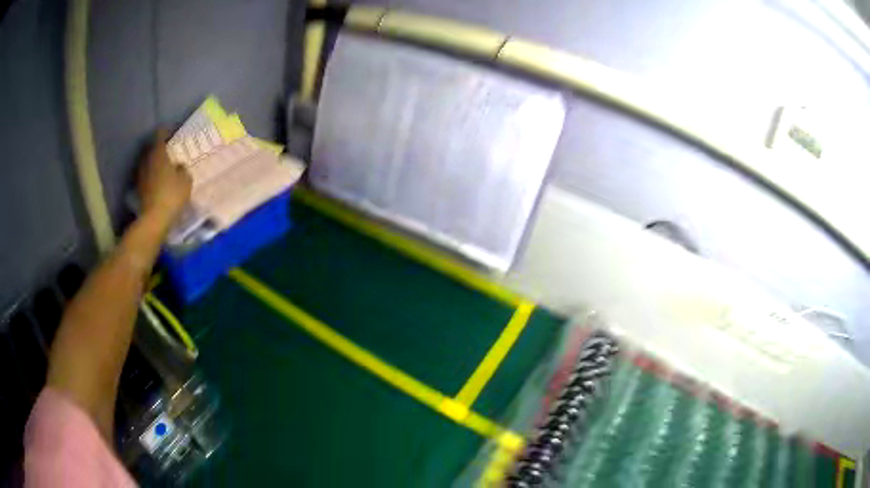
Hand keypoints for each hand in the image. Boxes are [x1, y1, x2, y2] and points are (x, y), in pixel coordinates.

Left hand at [137, 129, 191, 223]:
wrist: (154, 219)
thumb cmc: (172, 195)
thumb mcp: (186, 181)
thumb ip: (183, 169)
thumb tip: (179, 166)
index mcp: (158, 153)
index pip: (159, 134)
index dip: (166, 132)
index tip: (172, 133)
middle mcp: (147, 160)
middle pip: (151, 148)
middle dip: (159, 147)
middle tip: (169, 151)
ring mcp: (140, 175)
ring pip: (147, 162)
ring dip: (154, 162)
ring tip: (163, 167)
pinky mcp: (139, 188)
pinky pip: (145, 175)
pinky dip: (151, 175)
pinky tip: (158, 181)